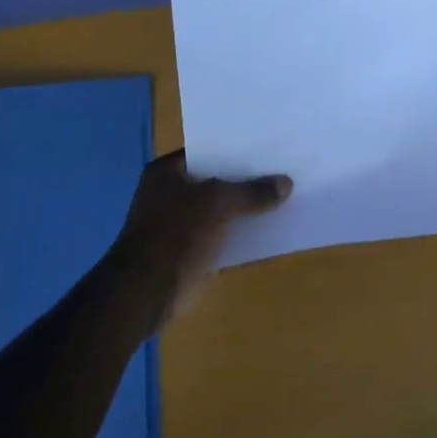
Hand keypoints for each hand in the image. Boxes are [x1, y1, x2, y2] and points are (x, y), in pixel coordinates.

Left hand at [116, 151, 291, 321]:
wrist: (147, 291)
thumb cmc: (175, 233)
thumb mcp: (217, 202)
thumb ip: (252, 191)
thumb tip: (287, 183)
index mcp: (167, 173)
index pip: (208, 151)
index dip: (238, 148)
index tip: (269, 146)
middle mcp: (174, 194)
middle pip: (219, 181)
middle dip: (249, 179)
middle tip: (286, 169)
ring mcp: (184, 225)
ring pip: (226, 210)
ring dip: (250, 209)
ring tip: (289, 196)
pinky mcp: (196, 252)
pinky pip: (228, 237)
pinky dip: (247, 235)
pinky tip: (276, 229)